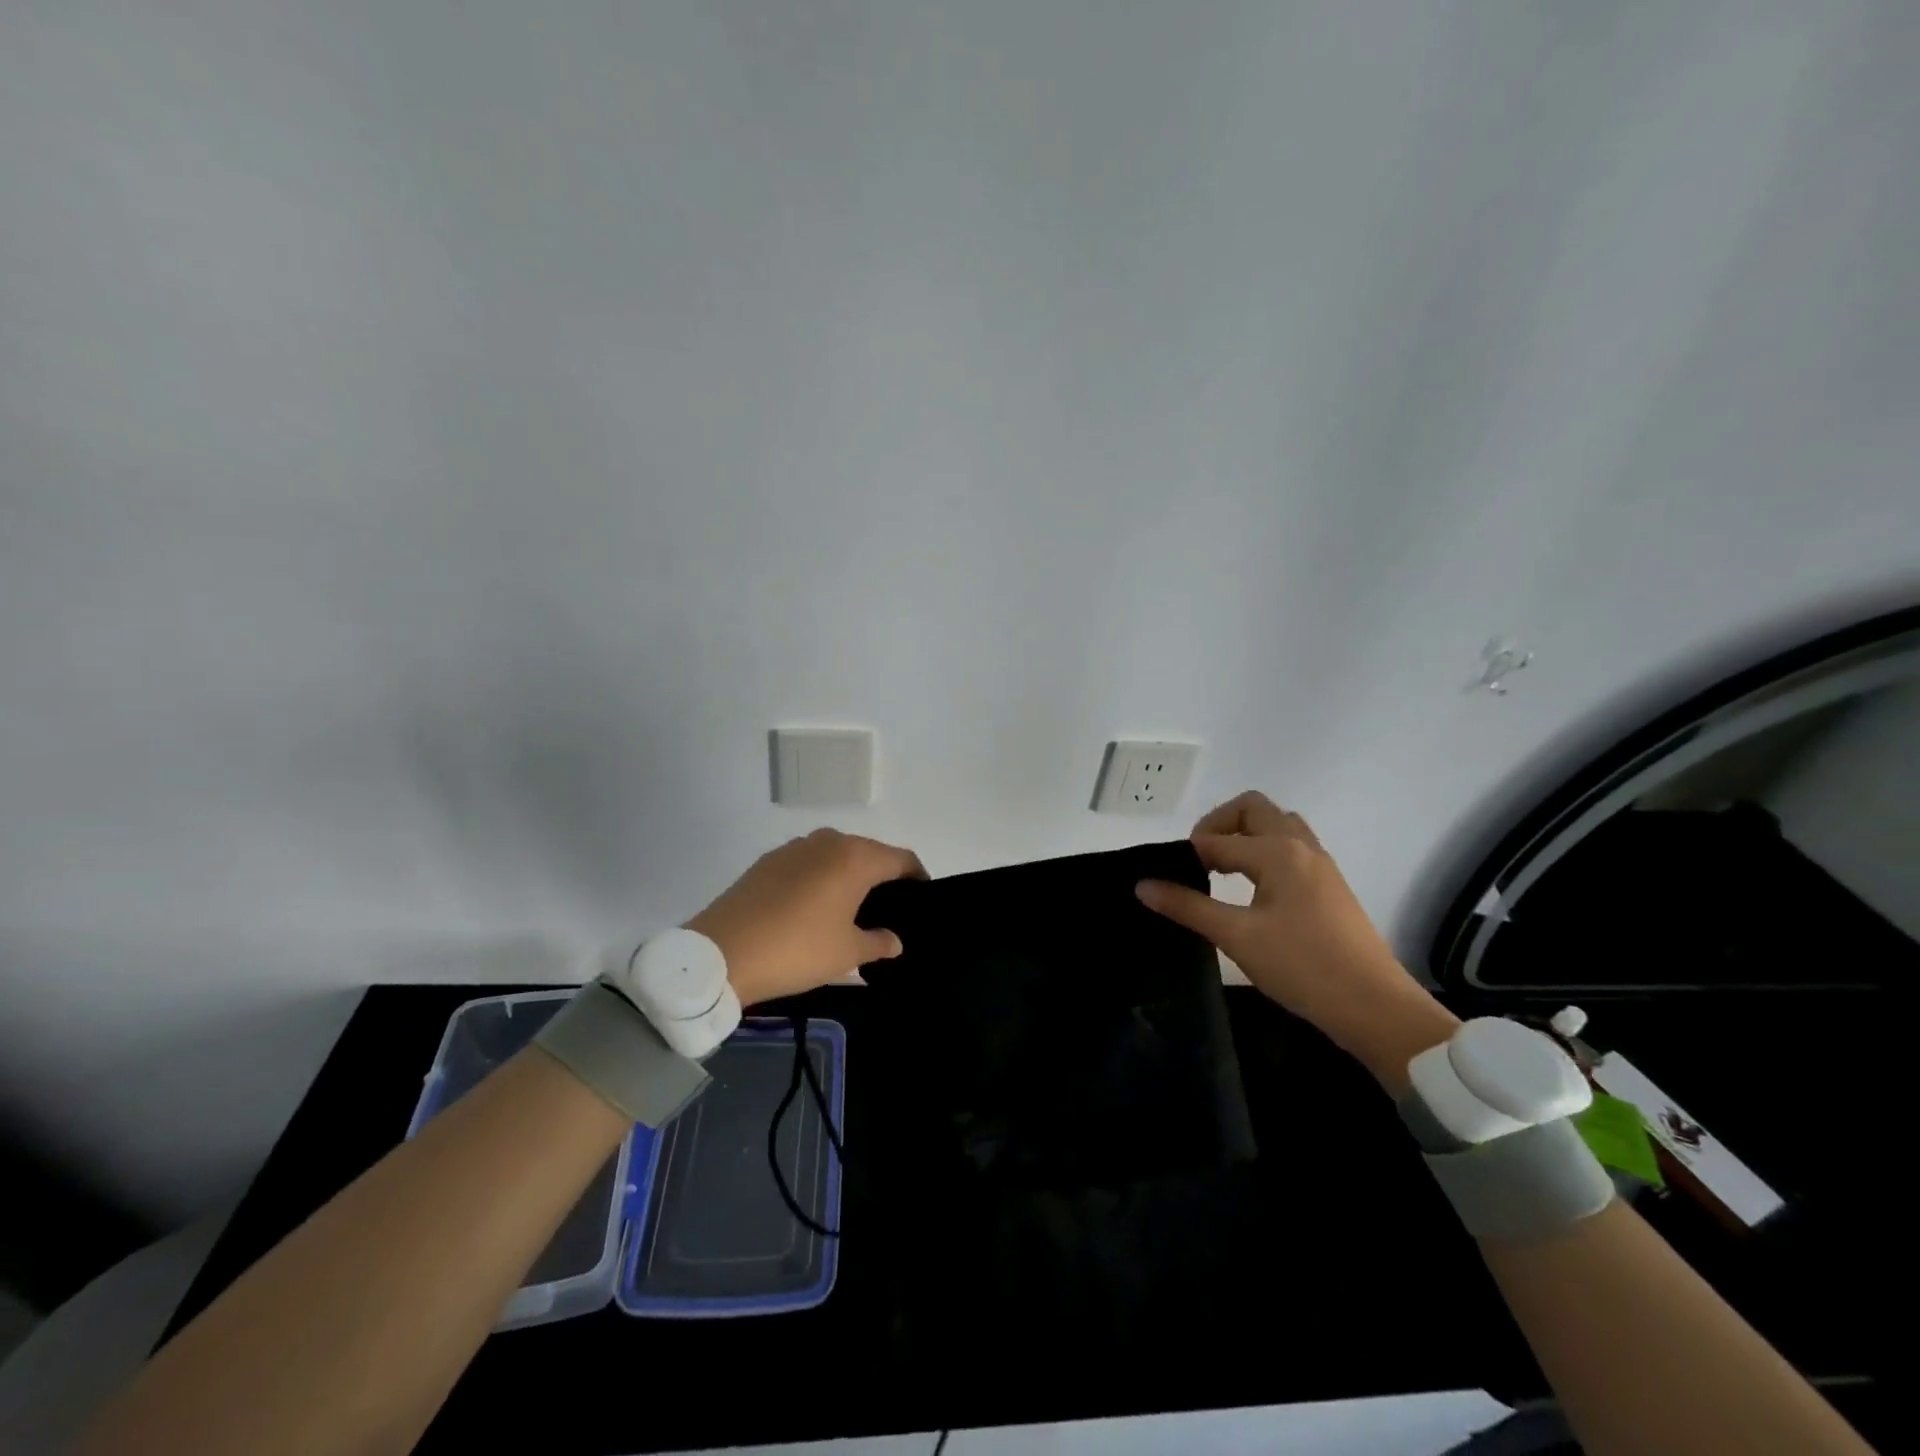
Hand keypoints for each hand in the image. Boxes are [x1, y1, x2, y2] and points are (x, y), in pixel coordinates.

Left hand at [688, 828, 926, 1007]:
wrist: (721, 953)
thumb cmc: (797, 950)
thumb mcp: (846, 954)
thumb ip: (878, 943)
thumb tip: (894, 940)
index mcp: (855, 858)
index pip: (900, 858)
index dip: (917, 876)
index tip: (922, 897)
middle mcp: (828, 841)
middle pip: (868, 852)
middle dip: (882, 876)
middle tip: (887, 909)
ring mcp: (794, 847)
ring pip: (835, 855)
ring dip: (848, 875)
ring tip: (849, 908)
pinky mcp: (767, 860)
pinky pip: (807, 863)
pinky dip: (819, 878)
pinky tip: (812, 907)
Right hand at [1135, 790, 1457, 1091]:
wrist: (1374, 1008)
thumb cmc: (1302, 967)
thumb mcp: (1237, 936)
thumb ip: (1188, 907)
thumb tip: (1142, 885)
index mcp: (1278, 852)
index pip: (1217, 841)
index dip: (1186, 856)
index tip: (1165, 879)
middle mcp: (1300, 846)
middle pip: (1253, 808)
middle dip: (1218, 823)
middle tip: (1197, 858)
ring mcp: (1320, 864)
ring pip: (1277, 824)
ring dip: (1245, 833)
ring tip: (1221, 866)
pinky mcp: (1330, 884)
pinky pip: (1291, 846)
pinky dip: (1264, 849)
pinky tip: (1251, 885)